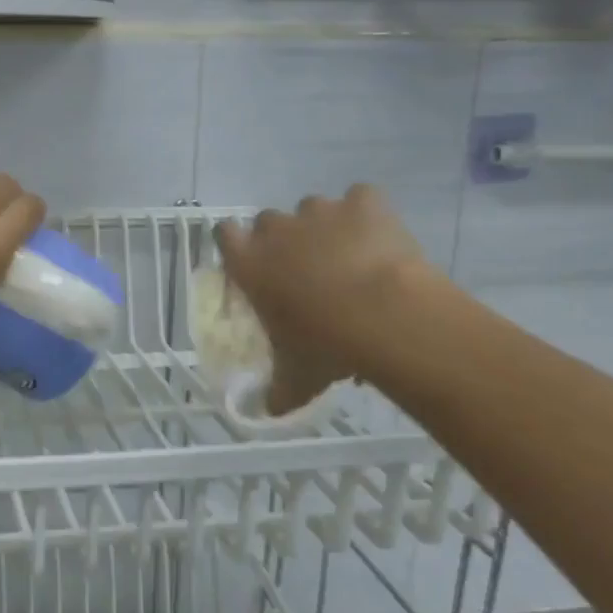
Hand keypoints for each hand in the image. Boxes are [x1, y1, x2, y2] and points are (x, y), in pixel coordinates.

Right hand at [214, 185, 428, 414]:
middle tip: (305, 271)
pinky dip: (368, 215)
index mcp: (250, 263)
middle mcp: (278, 229)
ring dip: (325, 228)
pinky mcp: (364, 202)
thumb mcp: (297, 375)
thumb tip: (269, 413)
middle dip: (284, 240)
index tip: (253, 263)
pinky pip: (361, 199)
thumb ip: (279, 390)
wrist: (388, 317)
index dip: (237, 244)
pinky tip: (380, 240)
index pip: (224, 234)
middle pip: (268, 221)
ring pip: (314, 209)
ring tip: (349, 259)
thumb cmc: (327, 345)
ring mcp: (321, 210)